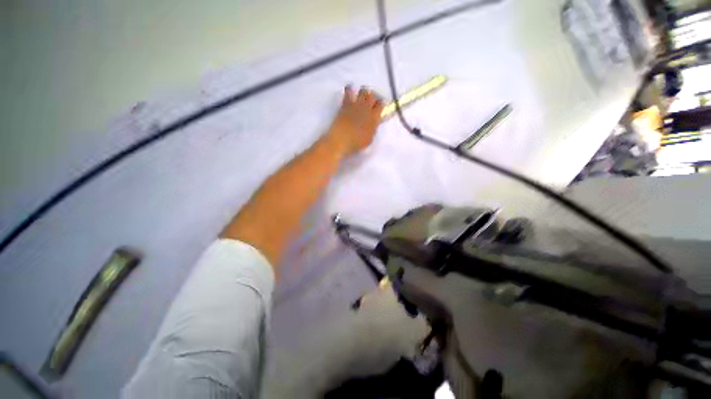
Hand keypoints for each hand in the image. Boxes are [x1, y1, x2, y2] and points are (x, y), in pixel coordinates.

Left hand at [327, 86, 383, 156]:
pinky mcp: (345, 104)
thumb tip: (375, 122)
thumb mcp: (370, 139)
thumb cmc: (357, 143)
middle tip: (370, 101)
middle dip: (372, 97)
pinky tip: (349, 90)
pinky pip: (348, 92)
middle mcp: (366, 108)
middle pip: (372, 96)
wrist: (341, 140)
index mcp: (374, 118)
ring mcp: (356, 105)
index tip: (379, 107)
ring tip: (361, 97)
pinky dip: (349, 90)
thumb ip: (373, 128)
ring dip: (363, 93)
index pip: (381, 105)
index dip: (380, 104)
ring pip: (363, 91)